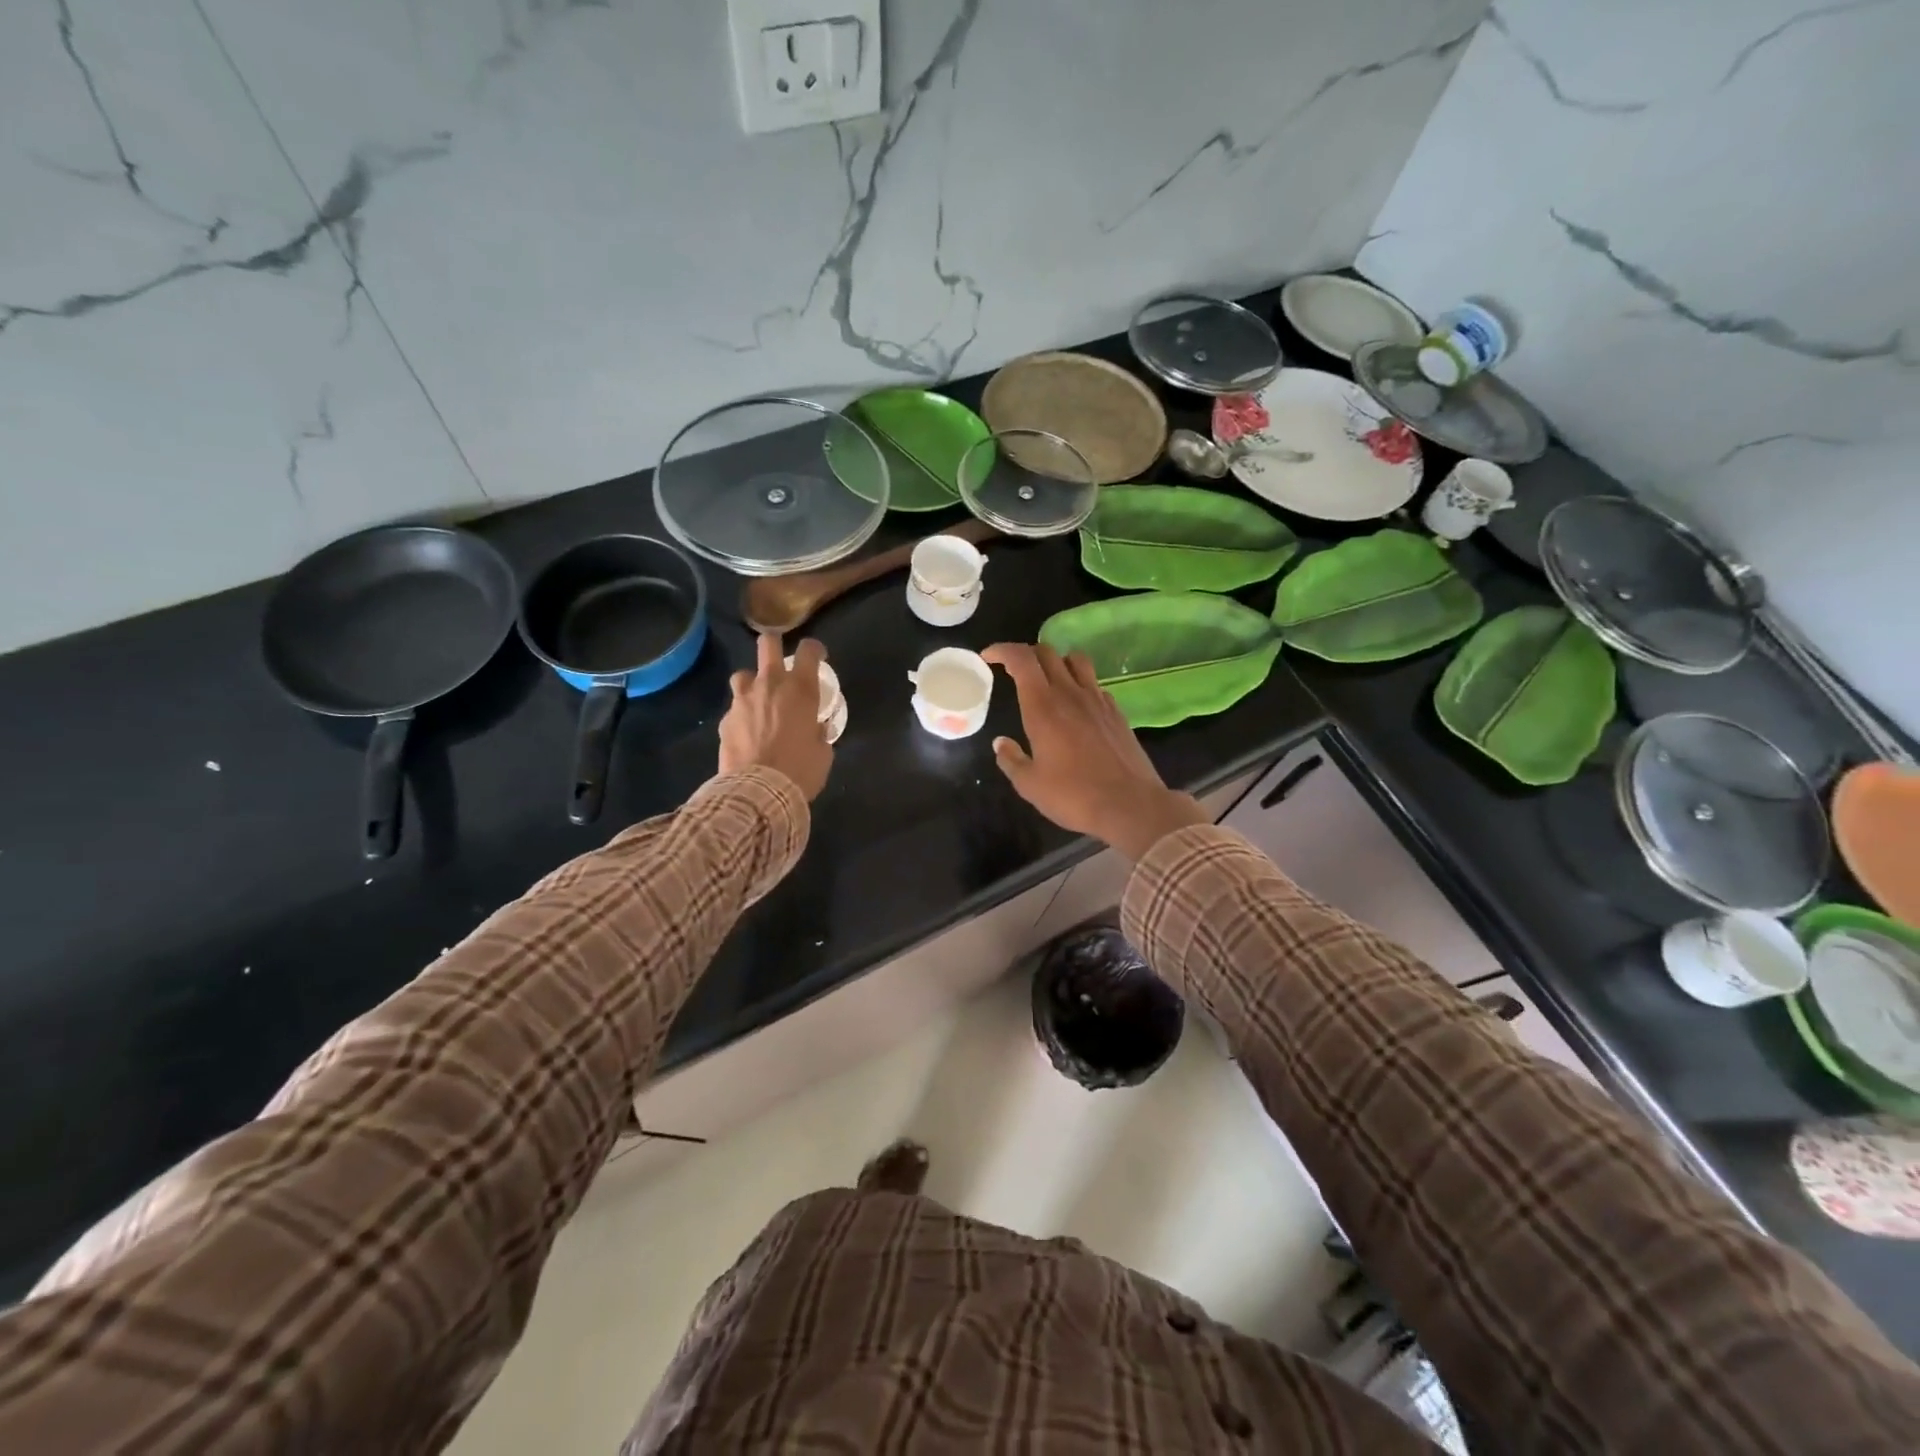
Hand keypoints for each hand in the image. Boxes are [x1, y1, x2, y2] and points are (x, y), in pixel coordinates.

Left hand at [719, 634, 832, 799]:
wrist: (759, 792)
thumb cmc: (801, 770)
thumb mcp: (823, 753)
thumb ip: (818, 733)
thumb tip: (815, 729)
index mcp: (800, 690)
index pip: (808, 651)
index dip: (814, 649)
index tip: (817, 658)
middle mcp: (770, 685)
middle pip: (767, 644)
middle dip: (774, 645)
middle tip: (780, 661)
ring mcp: (743, 700)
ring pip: (743, 674)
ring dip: (752, 682)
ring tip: (758, 699)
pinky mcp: (725, 720)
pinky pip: (734, 709)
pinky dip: (742, 716)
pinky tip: (747, 734)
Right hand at [982, 643, 1207, 859]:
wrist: (1130, 805)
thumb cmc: (1073, 795)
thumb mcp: (1030, 785)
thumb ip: (1011, 760)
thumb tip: (1001, 743)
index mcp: (1043, 706)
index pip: (1021, 659)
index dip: (1002, 650)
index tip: (988, 657)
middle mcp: (1070, 693)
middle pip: (1047, 652)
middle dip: (1026, 655)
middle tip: (1013, 671)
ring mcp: (1097, 700)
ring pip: (1076, 660)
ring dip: (1056, 661)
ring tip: (1047, 680)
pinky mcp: (1116, 712)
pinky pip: (1095, 684)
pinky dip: (1080, 684)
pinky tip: (1076, 707)